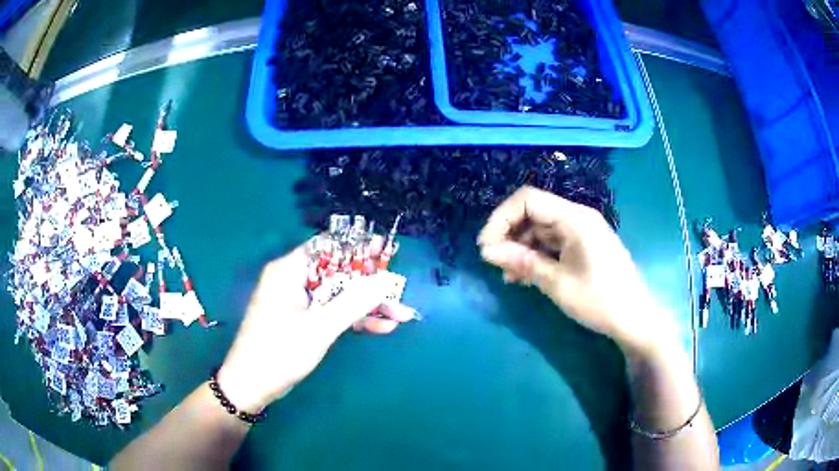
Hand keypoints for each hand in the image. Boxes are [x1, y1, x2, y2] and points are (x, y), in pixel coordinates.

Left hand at [216, 244, 415, 412]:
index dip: (358, 247)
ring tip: (400, 315)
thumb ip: (353, 303)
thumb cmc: (279, 352)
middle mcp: (293, 280)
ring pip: (339, 295)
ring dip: (367, 306)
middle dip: (370, 285)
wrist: (252, 386)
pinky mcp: (302, 320)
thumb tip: (384, 281)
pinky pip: (332, 312)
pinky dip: (353, 319)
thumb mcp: (319, 328)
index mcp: (289, 270)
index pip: (328, 247)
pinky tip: (381, 328)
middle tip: (399, 291)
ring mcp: (298, 301)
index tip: (387, 252)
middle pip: (338, 272)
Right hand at [477, 186, 676, 356]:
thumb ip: (523, 262)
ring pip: (540, 229)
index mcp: (574, 218)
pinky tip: (525, 276)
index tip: (486, 247)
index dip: (501, 218)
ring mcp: (581, 232)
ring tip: (509, 276)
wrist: (634, 318)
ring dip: (520, 248)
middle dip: (509, 234)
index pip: (528, 200)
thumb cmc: (600, 300)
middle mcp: (577, 217)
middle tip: (494, 263)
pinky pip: (552, 243)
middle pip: (533, 212)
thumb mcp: (557, 283)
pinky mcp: (583, 246)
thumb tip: (488, 251)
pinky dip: (535, 256)